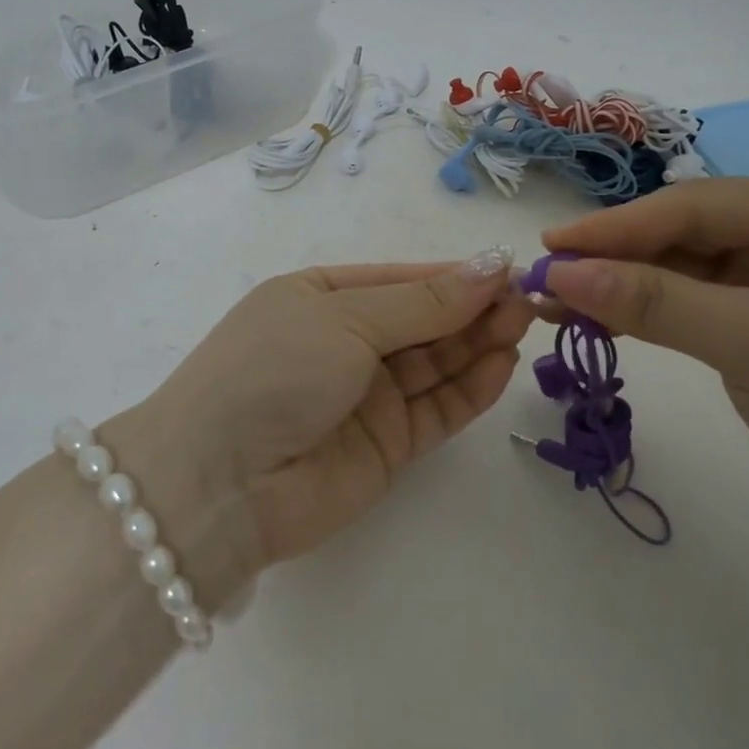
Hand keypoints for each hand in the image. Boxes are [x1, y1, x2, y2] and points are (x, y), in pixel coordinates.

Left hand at [115, 249, 531, 585]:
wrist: (220, 483)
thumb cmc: (274, 371)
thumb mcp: (345, 319)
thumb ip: (423, 302)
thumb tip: (490, 264)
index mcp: (320, 297)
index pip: (401, 279)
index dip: (453, 275)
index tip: (508, 269)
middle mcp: (344, 343)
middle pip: (423, 321)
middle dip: (472, 308)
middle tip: (527, 300)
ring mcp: (365, 396)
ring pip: (436, 364)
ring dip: (479, 343)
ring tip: (523, 324)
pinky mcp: (386, 445)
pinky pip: (437, 409)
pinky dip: (470, 388)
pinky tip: (502, 364)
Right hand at [541, 179, 748, 532]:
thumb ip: (652, 301)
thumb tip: (556, 271)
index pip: (698, 206)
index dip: (617, 227)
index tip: (549, 246)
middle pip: (684, 233)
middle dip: (613, 258)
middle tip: (543, 277)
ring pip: (678, 268)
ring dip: (618, 286)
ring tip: (552, 301)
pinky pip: (687, 302)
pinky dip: (641, 312)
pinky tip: (593, 319)